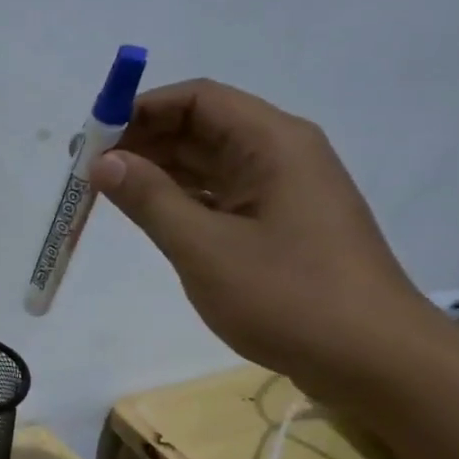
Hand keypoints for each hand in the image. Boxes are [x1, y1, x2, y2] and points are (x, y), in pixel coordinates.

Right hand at [89, 79, 438, 397]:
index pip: (198, 99)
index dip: (140, 109)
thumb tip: (103, 161)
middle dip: (142, 140)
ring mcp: (281, 191)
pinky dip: (180, 197)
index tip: (92, 137)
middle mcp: (280, 154)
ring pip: (208, 162)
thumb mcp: (204, 248)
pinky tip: (146, 213)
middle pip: (202, 126)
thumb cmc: (287, 296)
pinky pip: (219, 194)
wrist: (372, 359)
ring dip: (157, 171)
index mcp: (272, 143)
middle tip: (87, 169)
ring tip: (105, 190)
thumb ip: (150, 199)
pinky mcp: (278, 224)